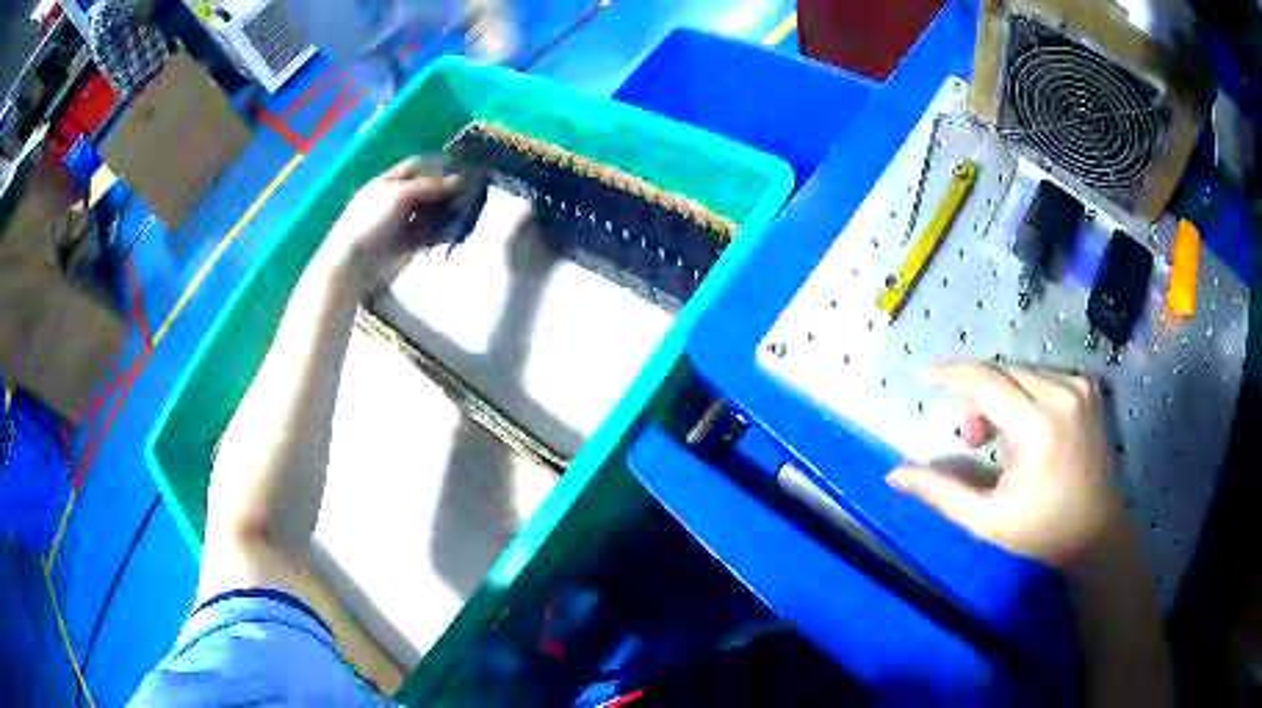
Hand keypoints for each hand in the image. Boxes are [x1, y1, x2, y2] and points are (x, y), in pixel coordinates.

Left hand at [315, 157, 461, 292]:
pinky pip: (429, 234)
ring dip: (448, 211)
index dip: (437, 165)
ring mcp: (401, 223)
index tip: (461, 167)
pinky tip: (456, 231)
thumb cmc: (370, 221)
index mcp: (388, 182)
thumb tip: (458, 180)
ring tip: (468, 211)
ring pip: (430, 212)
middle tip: (470, 191)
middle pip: (426, 189)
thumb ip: (428, 185)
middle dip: (446, 190)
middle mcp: (395, 199)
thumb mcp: (398, 195)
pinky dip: (443, 232)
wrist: (353, 264)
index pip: (417, 166)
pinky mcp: (406, 244)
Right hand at [887, 362, 1126, 569]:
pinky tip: (1028, 426)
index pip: (985, 380)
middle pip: (1001, 373)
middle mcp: (1060, 394)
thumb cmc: (1040, 530)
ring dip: (1001, 396)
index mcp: (1036, 428)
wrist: (1096, 530)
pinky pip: (1043, 376)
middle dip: (977, 397)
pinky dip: (1025, 394)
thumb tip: (894, 473)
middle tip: (972, 439)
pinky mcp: (1088, 387)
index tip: (927, 377)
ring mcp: (1079, 386)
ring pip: (1021, 373)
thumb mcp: (985, 520)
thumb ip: (940, 492)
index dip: (952, 375)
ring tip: (1002, 439)